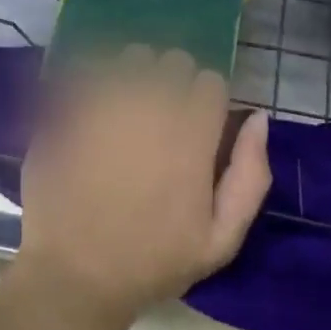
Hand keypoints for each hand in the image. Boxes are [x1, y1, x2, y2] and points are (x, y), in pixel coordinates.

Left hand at [14, 49, 270, 329]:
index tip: (197, 126)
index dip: (207, 101)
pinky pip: (94, 67)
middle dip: (174, 82)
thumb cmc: (151, 261)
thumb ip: (250, 176)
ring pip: (134, 56)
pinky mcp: (72, 102)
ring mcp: (108, 98)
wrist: (74, 273)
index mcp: (191, 133)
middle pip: (174, 60)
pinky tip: (97, 108)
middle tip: (162, 118)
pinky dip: (100, 79)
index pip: (211, 81)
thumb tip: (258, 119)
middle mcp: (152, 104)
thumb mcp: (220, 240)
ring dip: (137, 74)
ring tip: (127, 109)